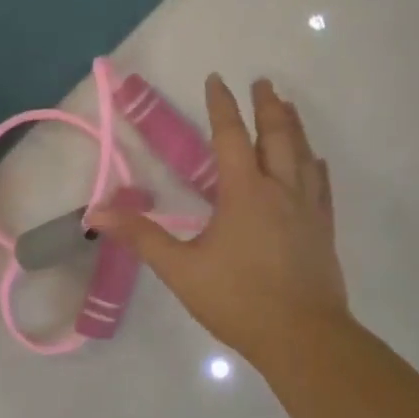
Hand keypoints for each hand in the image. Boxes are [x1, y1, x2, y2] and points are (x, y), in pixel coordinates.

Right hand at [90, 75, 349, 373]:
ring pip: (303, 154)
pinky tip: (314, 162)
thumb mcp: (180, 269)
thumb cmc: (238, 300)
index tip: (218, 80)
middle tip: (264, 82)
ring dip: (293, 126)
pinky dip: (314, 164)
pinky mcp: (323, 229)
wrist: (303, 337)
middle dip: (268, 106)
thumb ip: (141, 237)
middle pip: (277, 135)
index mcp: (244, 192)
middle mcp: (280, 189)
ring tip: (288, 107)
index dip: (222, 106)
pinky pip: (321, 184)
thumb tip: (96, 213)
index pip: (231, 137)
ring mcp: (307, 208)